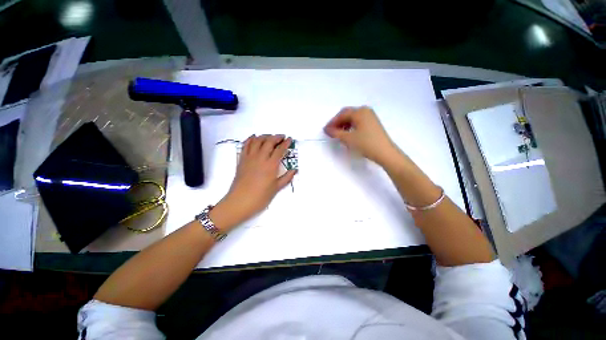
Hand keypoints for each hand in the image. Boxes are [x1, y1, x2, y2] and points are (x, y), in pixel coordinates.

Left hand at [210, 135, 295, 231]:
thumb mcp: (276, 188)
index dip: (286, 143)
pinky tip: (254, 137)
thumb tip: (294, 170)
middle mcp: (260, 158)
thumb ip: (286, 178)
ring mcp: (249, 158)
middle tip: (282, 137)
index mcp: (271, 165)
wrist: (239, 202)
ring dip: (265, 136)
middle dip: (276, 137)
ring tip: (270, 136)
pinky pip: (245, 145)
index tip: (289, 139)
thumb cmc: (260, 197)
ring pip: (257, 141)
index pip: (280, 150)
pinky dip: (250, 139)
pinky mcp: (242, 160)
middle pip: (269, 142)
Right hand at [324, 106, 399, 165]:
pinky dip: (351, 127)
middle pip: (347, 114)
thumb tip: (327, 129)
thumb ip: (335, 133)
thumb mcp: (348, 139)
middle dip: (338, 123)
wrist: (385, 153)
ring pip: (353, 119)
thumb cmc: (366, 144)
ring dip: (344, 125)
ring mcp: (370, 117)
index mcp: (359, 112)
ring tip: (339, 134)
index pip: (342, 114)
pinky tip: (348, 135)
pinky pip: (358, 122)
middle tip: (331, 132)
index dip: (332, 122)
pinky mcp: (373, 124)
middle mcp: (365, 111)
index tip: (325, 130)